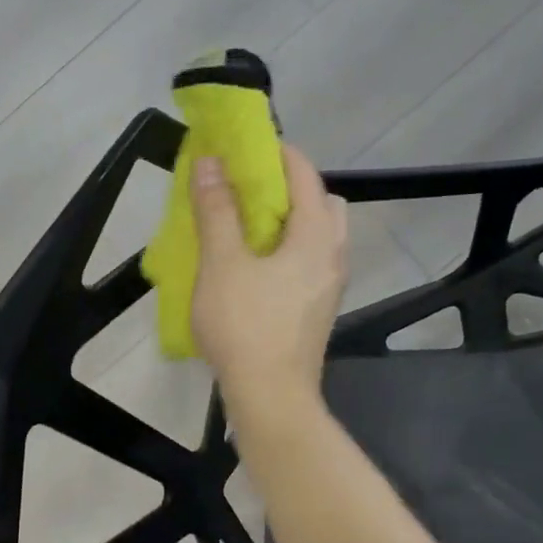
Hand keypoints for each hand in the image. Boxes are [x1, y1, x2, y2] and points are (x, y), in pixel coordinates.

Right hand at [191, 144, 348, 406]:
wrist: (271, 397)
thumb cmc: (245, 326)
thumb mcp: (221, 264)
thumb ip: (216, 210)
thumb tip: (209, 163)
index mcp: (315, 237)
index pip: (305, 175)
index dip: (277, 153)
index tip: (246, 146)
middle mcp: (332, 256)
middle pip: (323, 204)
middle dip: (292, 188)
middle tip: (252, 191)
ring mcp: (329, 287)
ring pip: (319, 237)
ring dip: (291, 222)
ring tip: (250, 229)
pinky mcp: (318, 311)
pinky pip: (310, 264)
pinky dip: (290, 251)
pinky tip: (257, 268)